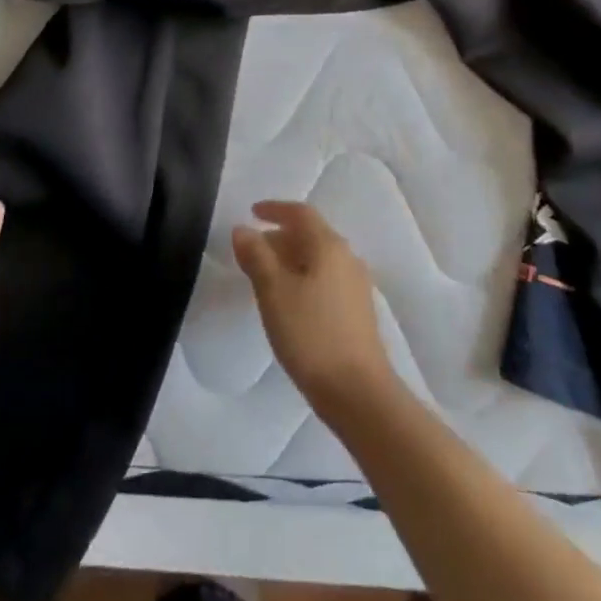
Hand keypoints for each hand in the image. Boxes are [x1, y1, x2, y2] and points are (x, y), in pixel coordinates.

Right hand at [232, 200, 396, 418]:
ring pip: (318, 259)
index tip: (252, 212)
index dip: (275, 209)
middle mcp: (347, 257)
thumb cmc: (311, 334)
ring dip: (291, 259)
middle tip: (252, 251)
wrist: (358, 392)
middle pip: (311, 235)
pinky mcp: (358, 311)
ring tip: (265, 278)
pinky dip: (304, 278)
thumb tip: (243, 229)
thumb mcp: (274, 292)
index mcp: (329, 245)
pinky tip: (290, 302)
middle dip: (280, 237)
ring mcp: (356, 285)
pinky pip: (326, 279)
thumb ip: (256, 256)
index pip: (301, 213)